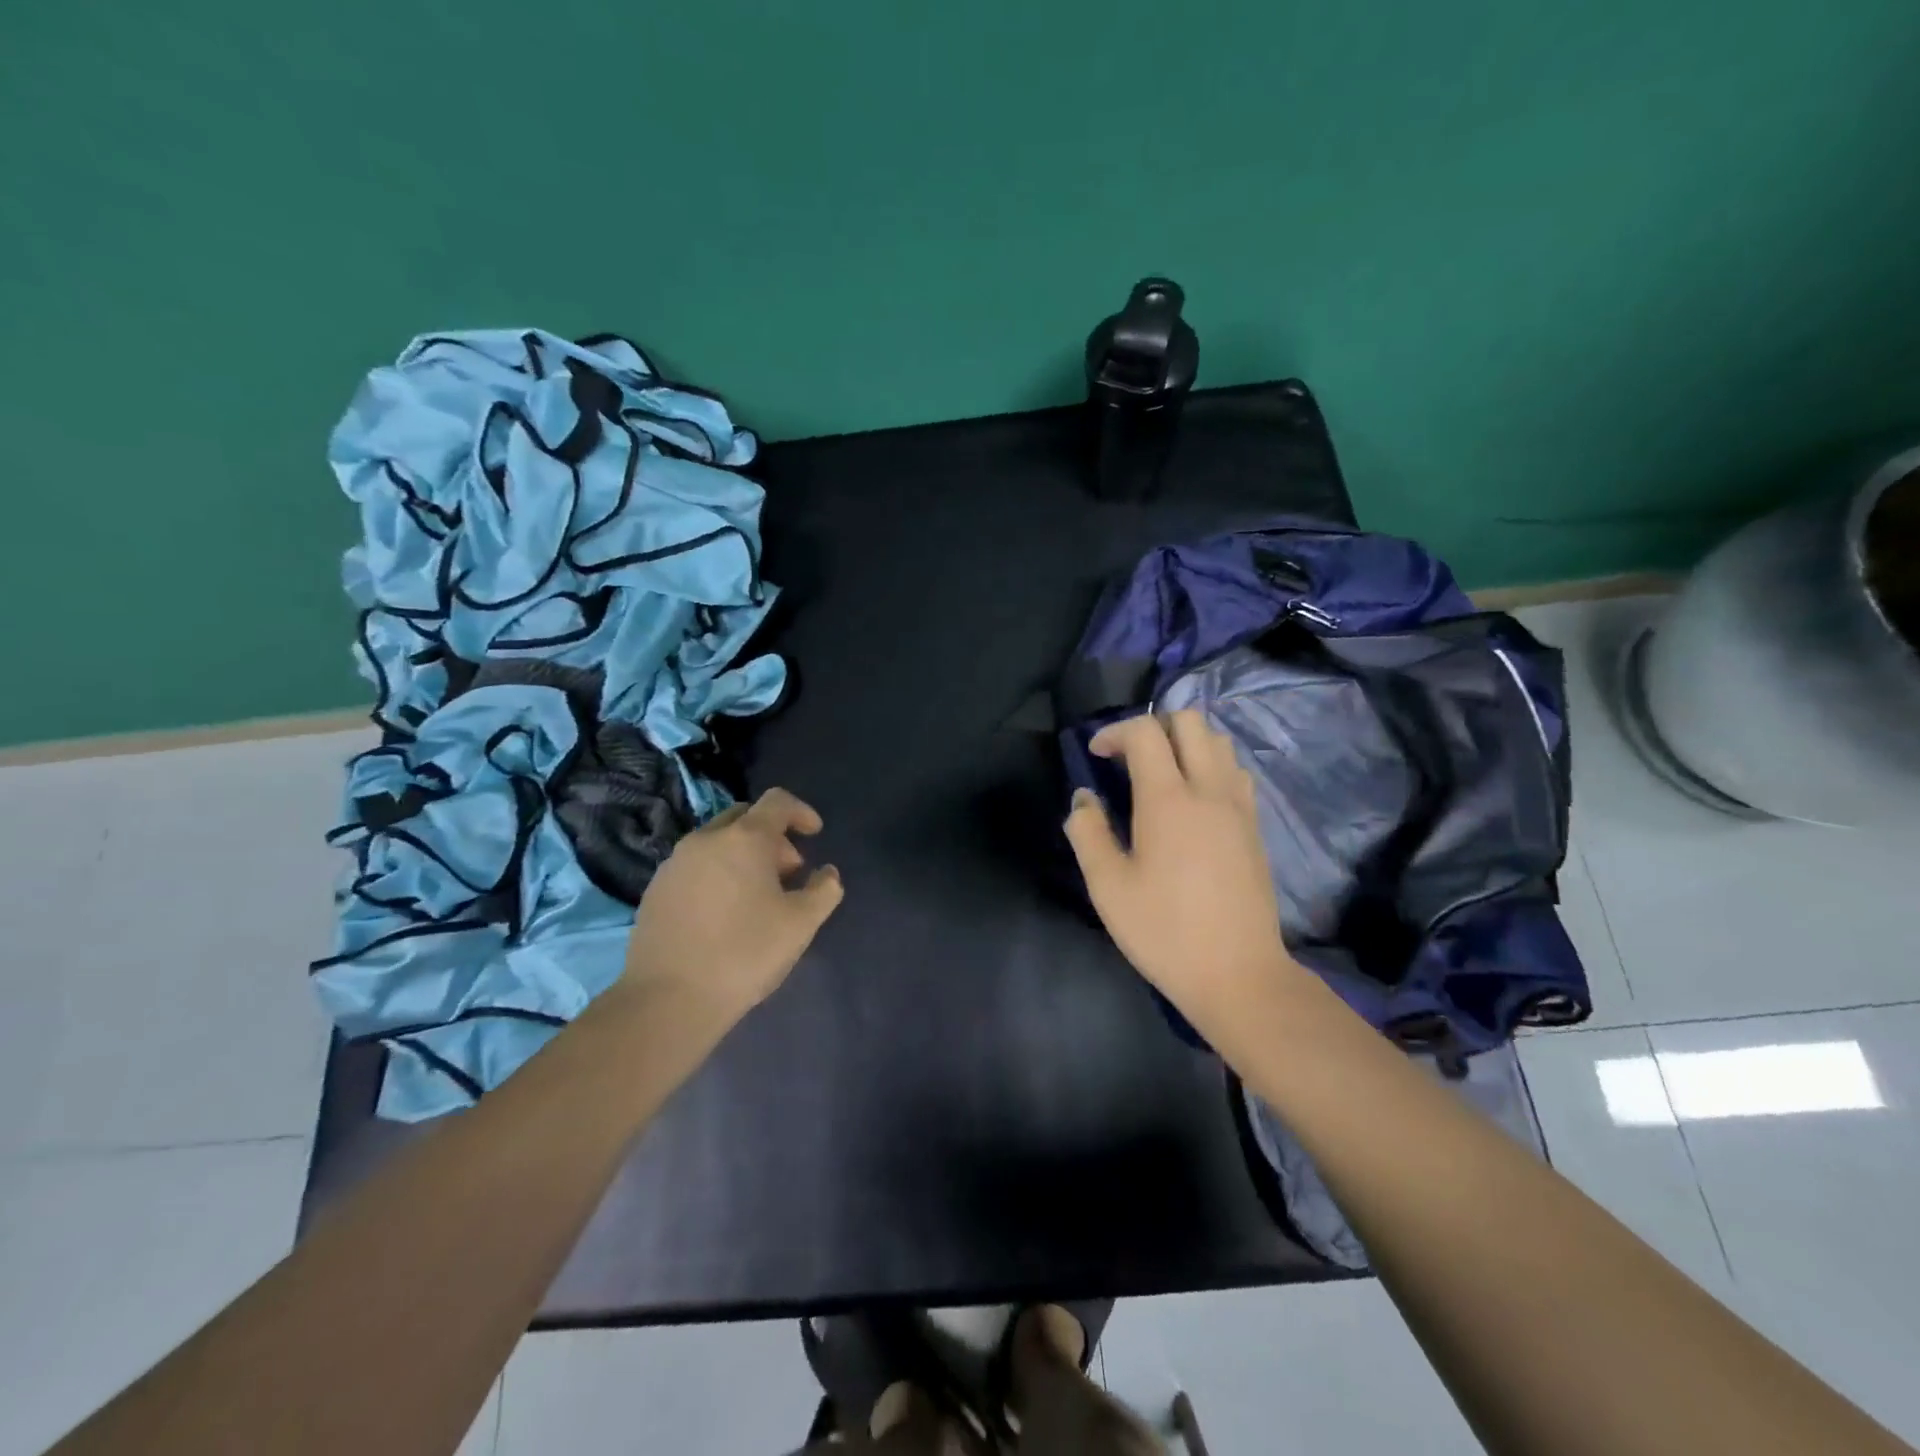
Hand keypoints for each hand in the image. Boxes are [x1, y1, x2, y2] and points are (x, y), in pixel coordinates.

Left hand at [621, 787, 843, 1028]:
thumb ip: (824, 890)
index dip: (801, 812)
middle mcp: (706, 839)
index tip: (815, 835)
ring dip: (743, 856)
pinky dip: (717, 874)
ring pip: (718, 842)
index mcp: (745, 838)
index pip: (778, 801)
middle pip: (745, 818)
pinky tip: (723, 913)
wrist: (668, 999)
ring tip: (757, 897)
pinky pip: (695, 866)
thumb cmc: (744, 953)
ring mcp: (675, 863)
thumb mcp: (802, 924)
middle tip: (788, 873)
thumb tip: (826, 873)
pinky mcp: (655, 889)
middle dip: (772, 836)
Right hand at [1064, 710, 1294, 1028]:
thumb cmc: (1164, 931)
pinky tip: (1193, 801)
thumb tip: (1084, 799)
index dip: (1115, 732)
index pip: (1145, 732)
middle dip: (1154, 726)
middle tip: (1129, 759)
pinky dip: (1211, 765)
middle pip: (1190, 721)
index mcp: (1168, 800)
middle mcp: (1208, 790)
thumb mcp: (1108, 887)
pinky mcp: (1254, 826)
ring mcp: (1238, 806)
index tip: (1097, 756)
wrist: (1238, 974)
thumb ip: (1088, 833)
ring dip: (1186, 743)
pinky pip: (1235, 771)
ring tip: (1161, 775)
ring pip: (1218, 742)